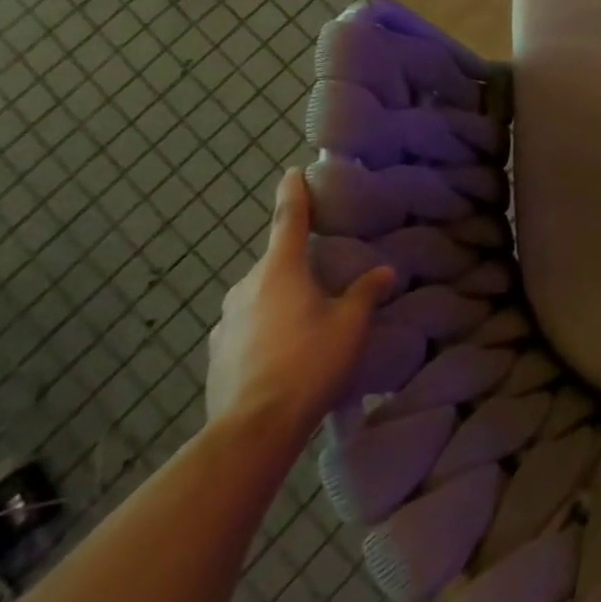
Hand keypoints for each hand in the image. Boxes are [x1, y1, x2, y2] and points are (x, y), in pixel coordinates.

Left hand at [206, 169, 394, 441]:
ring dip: (280, 298)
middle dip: (296, 262)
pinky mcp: (216, 354)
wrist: (252, 429)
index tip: (292, 172)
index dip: (293, 193)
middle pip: (275, 262)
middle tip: (323, 272)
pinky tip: (283, 351)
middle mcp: (246, 287)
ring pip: (259, 296)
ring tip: (306, 319)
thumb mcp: (350, 324)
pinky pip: (246, 327)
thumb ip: (366, 293)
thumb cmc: (308, 362)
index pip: (287, 219)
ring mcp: (225, 322)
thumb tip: (384, 272)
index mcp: (280, 270)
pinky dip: (265, 328)